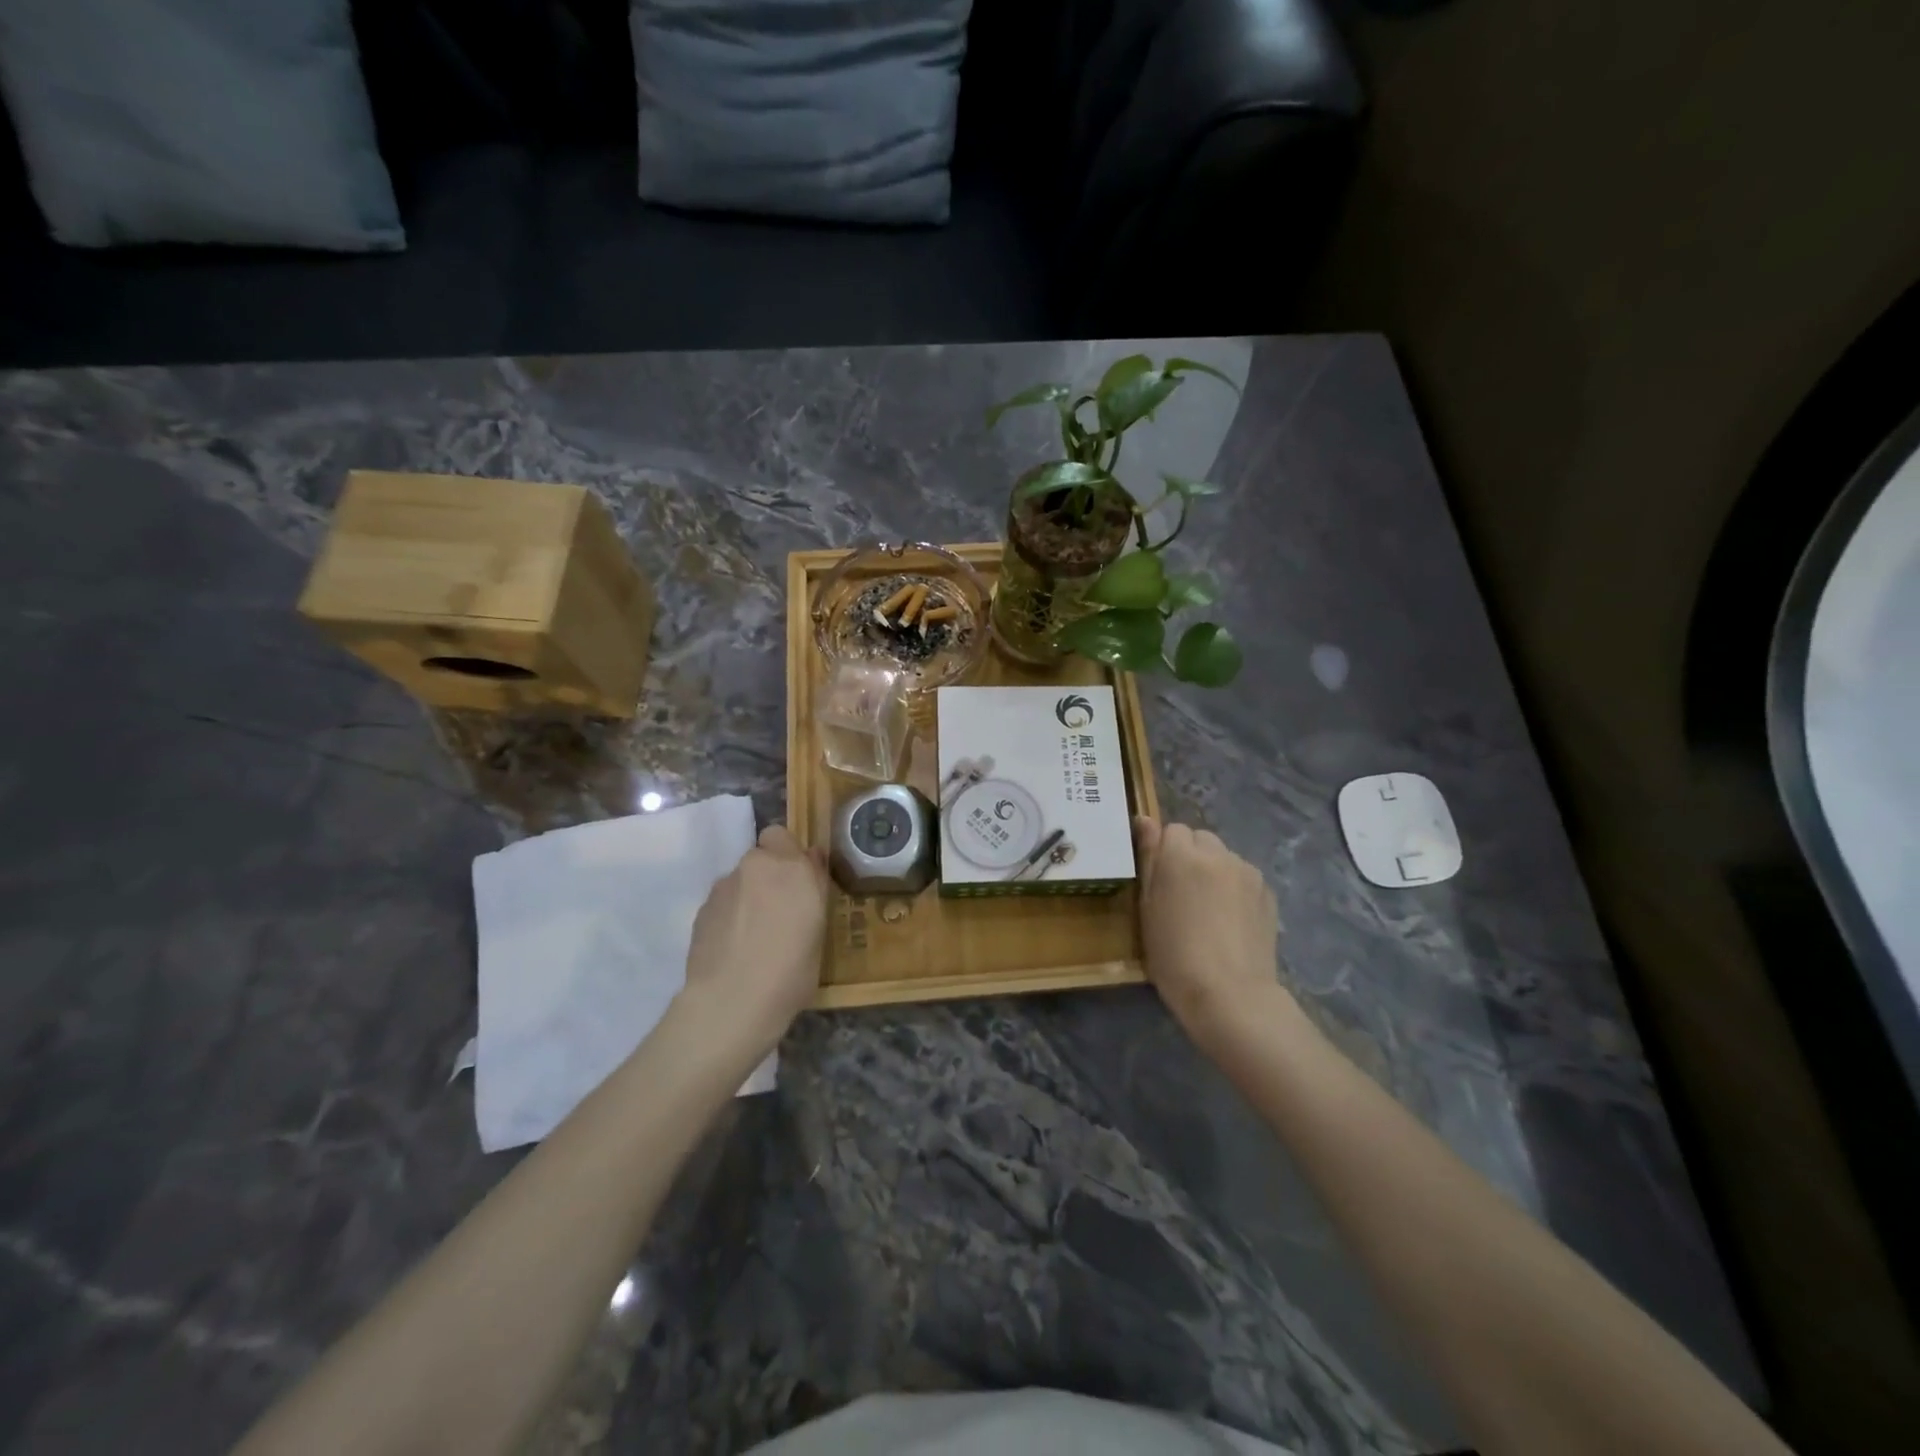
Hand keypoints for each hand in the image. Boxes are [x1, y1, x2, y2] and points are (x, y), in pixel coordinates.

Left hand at [682, 824, 829, 1056]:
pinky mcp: (702, 909)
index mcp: (792, 868)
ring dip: (748, 894)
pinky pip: (723, 902)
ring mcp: (725, 886)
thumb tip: (811, 859)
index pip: (783, 836)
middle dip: (768, 875)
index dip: (788, 854)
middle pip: (761, 857)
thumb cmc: (791, 970)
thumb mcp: (819, 930)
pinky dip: (730, 915)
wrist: (731, 1002)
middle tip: (779, 909)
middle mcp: (757, 867)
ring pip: (740, 880)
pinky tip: (734, 946)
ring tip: (753, 934)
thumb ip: (813, 887)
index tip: (798, 881)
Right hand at [1134, 817, 1283, 1038]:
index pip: (1171, 830)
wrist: (1230, 994)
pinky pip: (1244, 877)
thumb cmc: (1174, 955)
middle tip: (1182, 894)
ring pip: (1224, 857)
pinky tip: (1231, 921)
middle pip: (1200, 839)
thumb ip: (1148, 858)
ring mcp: (1247, 872)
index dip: (1163, 852)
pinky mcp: (1267, 892)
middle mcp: (1217, 853)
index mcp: (1181, 855)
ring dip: (1214, 871)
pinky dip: (1235, 889)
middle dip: (1190, 857)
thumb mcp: (1148, 908)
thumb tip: (1145, 820)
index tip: (1160, 881)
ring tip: (1209, 911)